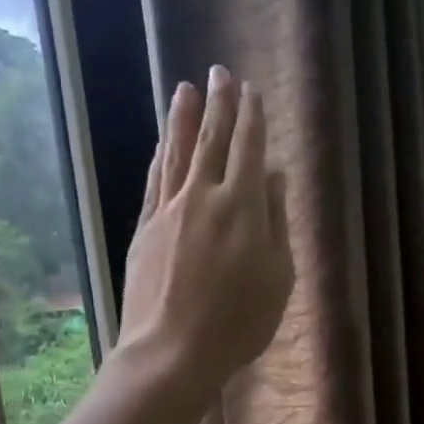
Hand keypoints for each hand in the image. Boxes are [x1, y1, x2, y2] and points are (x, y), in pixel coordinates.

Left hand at [117, 66, 292, 409]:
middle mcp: (204, 197)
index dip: (252, 118)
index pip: (249, 149)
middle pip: (212, 141)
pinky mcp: (144, 228)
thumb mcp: (278, 278)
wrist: (171, 351)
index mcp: (244, 207)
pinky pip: (155, 180)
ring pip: (177, 153)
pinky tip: (161, 142)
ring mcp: (169, 210)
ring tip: (185, 88)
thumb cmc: (238, 323)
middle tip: (219, 72)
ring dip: (182, 118)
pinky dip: (160, 156)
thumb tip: (275, 178)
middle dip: (218, 104)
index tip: (251, 91)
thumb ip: (277, 222)